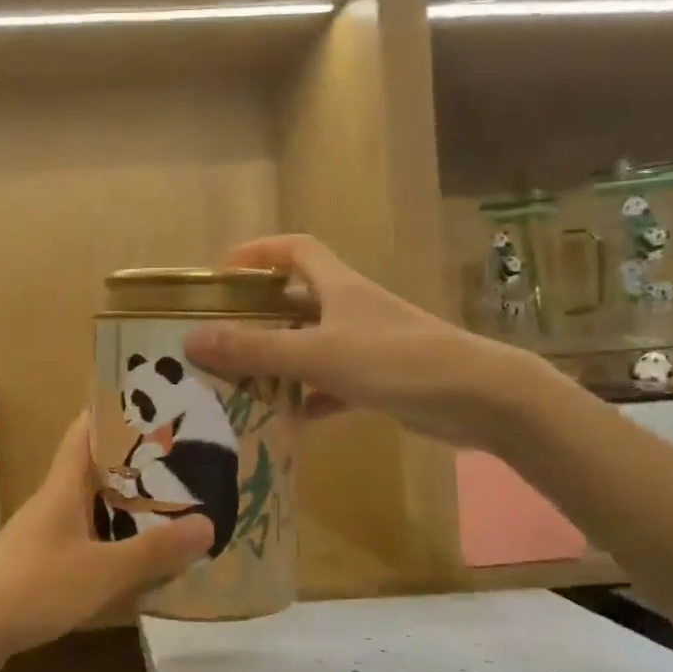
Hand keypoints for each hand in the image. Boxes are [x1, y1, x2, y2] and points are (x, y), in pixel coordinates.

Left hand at [0, 415, 212, 671]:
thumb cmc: (28, 589)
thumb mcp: (99, 572)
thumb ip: (152, 551)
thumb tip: (209, 524)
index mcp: (62, 488)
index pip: (85, 431)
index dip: (115, 412)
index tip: (156, 405)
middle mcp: (52, 506)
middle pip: (96, 472)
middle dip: (137, 467)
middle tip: (186, 465)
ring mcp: (42, 540)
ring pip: (92, 513)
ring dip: (128, 511)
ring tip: (175, 511)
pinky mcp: (38, 573)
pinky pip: (85, 548)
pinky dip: (113, 549)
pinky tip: (139, 566)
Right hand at [183, 234, 546, 448]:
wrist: (481, 399)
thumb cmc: (397, 361)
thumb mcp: (318, 354)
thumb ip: (255, 349)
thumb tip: (191, 340)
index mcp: (338, 287)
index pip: (296, 250)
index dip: (259, 252)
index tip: (223, 271)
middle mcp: (351, 310)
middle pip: (296, 301)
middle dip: (258, 315)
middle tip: (219, 336)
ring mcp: (368, 347)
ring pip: (311, 346)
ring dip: (279, 361)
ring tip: (238, 381)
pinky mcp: (380, 382)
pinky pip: (331, 386)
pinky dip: (308, 399)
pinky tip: (287, 421)